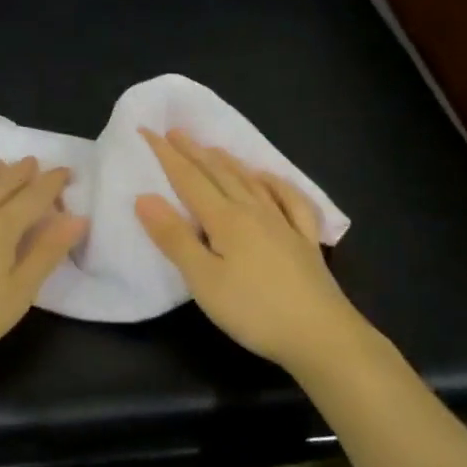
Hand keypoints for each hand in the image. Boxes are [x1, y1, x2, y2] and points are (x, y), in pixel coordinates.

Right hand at [135, 129, 363, 373]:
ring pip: (250, 181)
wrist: (322, 336)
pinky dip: (276, 183)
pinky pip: (290, 199)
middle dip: (194, 151)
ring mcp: (284, 223)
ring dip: (228, 162)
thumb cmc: (254, 311)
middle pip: (219, 173)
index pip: (188, 179)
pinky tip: (268, 179)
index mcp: (226, 219)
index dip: (166, 155)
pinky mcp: (305, 240)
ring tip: (212, 148)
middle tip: (175, 132)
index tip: (148, 131)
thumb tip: (145, 197)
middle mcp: (254, 211)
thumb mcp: (204, 280)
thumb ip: (174, 238)